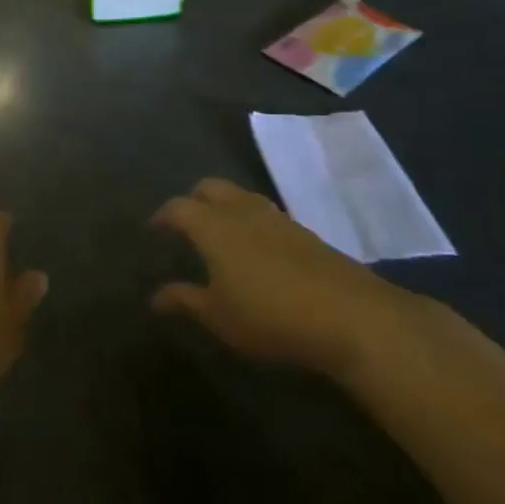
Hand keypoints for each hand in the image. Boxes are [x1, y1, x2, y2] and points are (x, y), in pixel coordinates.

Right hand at [151, 178, 421, 380]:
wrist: (349, 314)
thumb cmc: (269, 315)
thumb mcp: (219, 316)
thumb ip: (185, 300)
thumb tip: (155, 295)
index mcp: (213, 226)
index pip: (179, 207)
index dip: (164, 215)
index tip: (155, 227)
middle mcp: (241, 211)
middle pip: (211, 187)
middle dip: (194, 198)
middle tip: (186, 221)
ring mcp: (276, 217)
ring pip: (241, 195)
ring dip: (225, 206)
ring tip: (220, 232)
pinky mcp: (304, 231)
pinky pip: (265, 213)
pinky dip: (251, 220)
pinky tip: (256, 247)